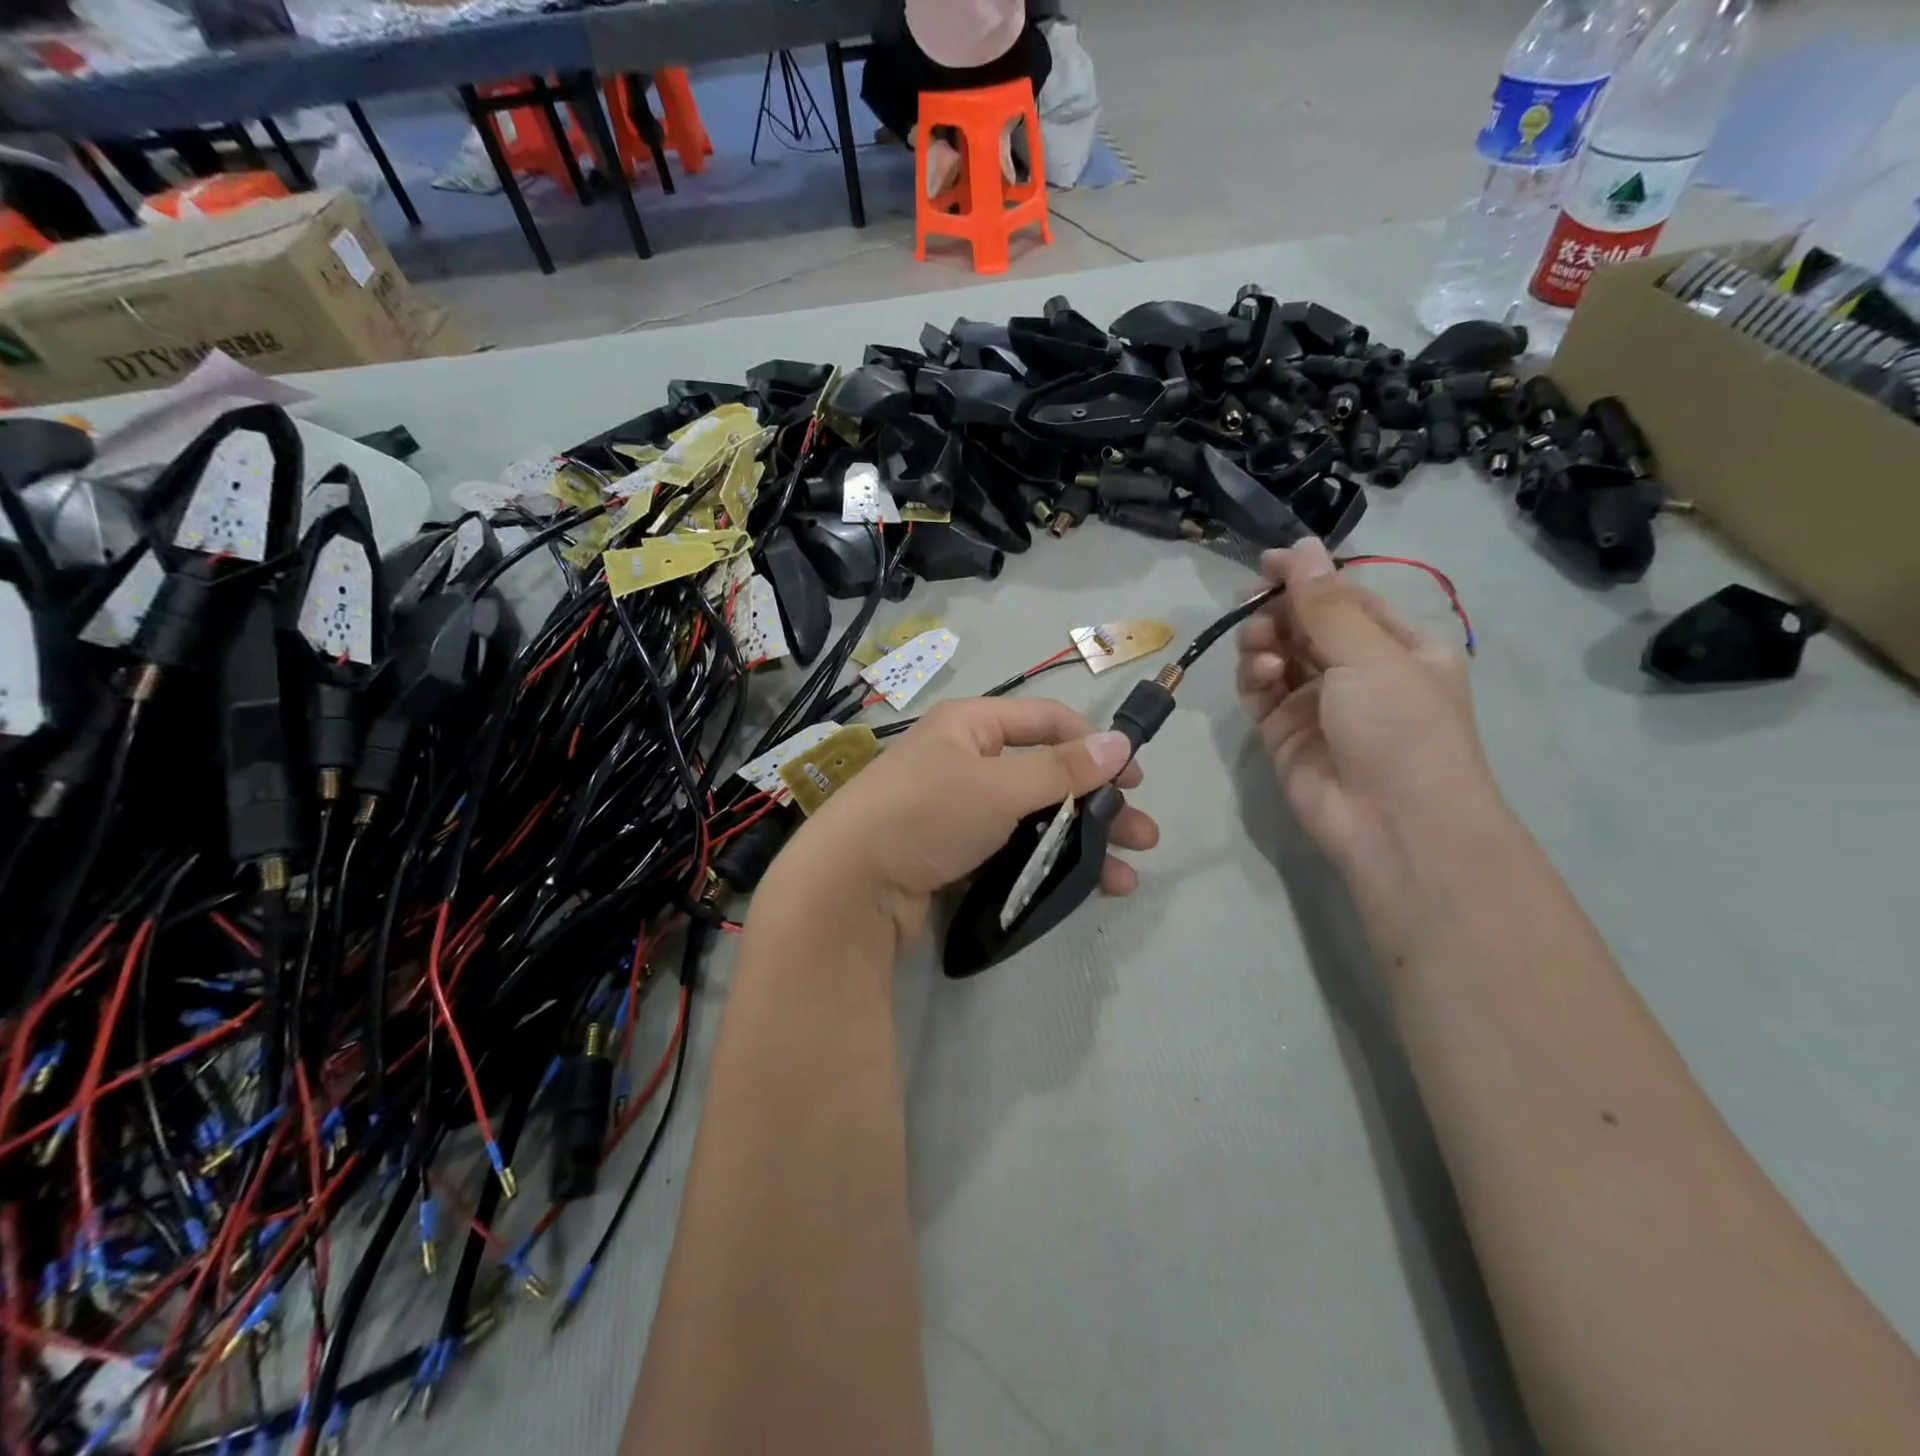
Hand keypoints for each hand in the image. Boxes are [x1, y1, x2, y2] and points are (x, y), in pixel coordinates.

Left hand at [764, 698, 1160, 952]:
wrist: (847, 889)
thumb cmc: (925, 815)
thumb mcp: (998, 786)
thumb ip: (1062, 769)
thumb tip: (1121, 741)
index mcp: (970, 727)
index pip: (1045, 721)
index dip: (1092, 744)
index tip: (1134, 777)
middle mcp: (964, 763)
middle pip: (1046, 776)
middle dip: (1097, 805)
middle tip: (1144, 836)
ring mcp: (957, 814)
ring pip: (1033, 820)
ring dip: (1079, 843)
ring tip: (1124, 876)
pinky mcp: (953, 857)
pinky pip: (1011, 853)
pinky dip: (1045, 867)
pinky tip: (1081, 890)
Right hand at [1236, 540, 1500, 893]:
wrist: (1393, 825)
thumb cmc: (1400, 727)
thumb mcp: (1370, 655)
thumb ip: (1326, 603)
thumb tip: (1301, 546)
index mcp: (1398, 646)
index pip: (1345, 598)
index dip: (1307, 577)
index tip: (1266, 562)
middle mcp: (1358, 671)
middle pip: (1306, 624)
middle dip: (1279, 610)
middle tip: (1251, 602)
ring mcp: (1318, 704)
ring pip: (1278, 655)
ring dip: (1264, 641)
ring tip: (1260, 645)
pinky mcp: (1284, 733)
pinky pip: (1260, 692)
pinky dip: (1255, 676)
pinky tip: (1261, 672)